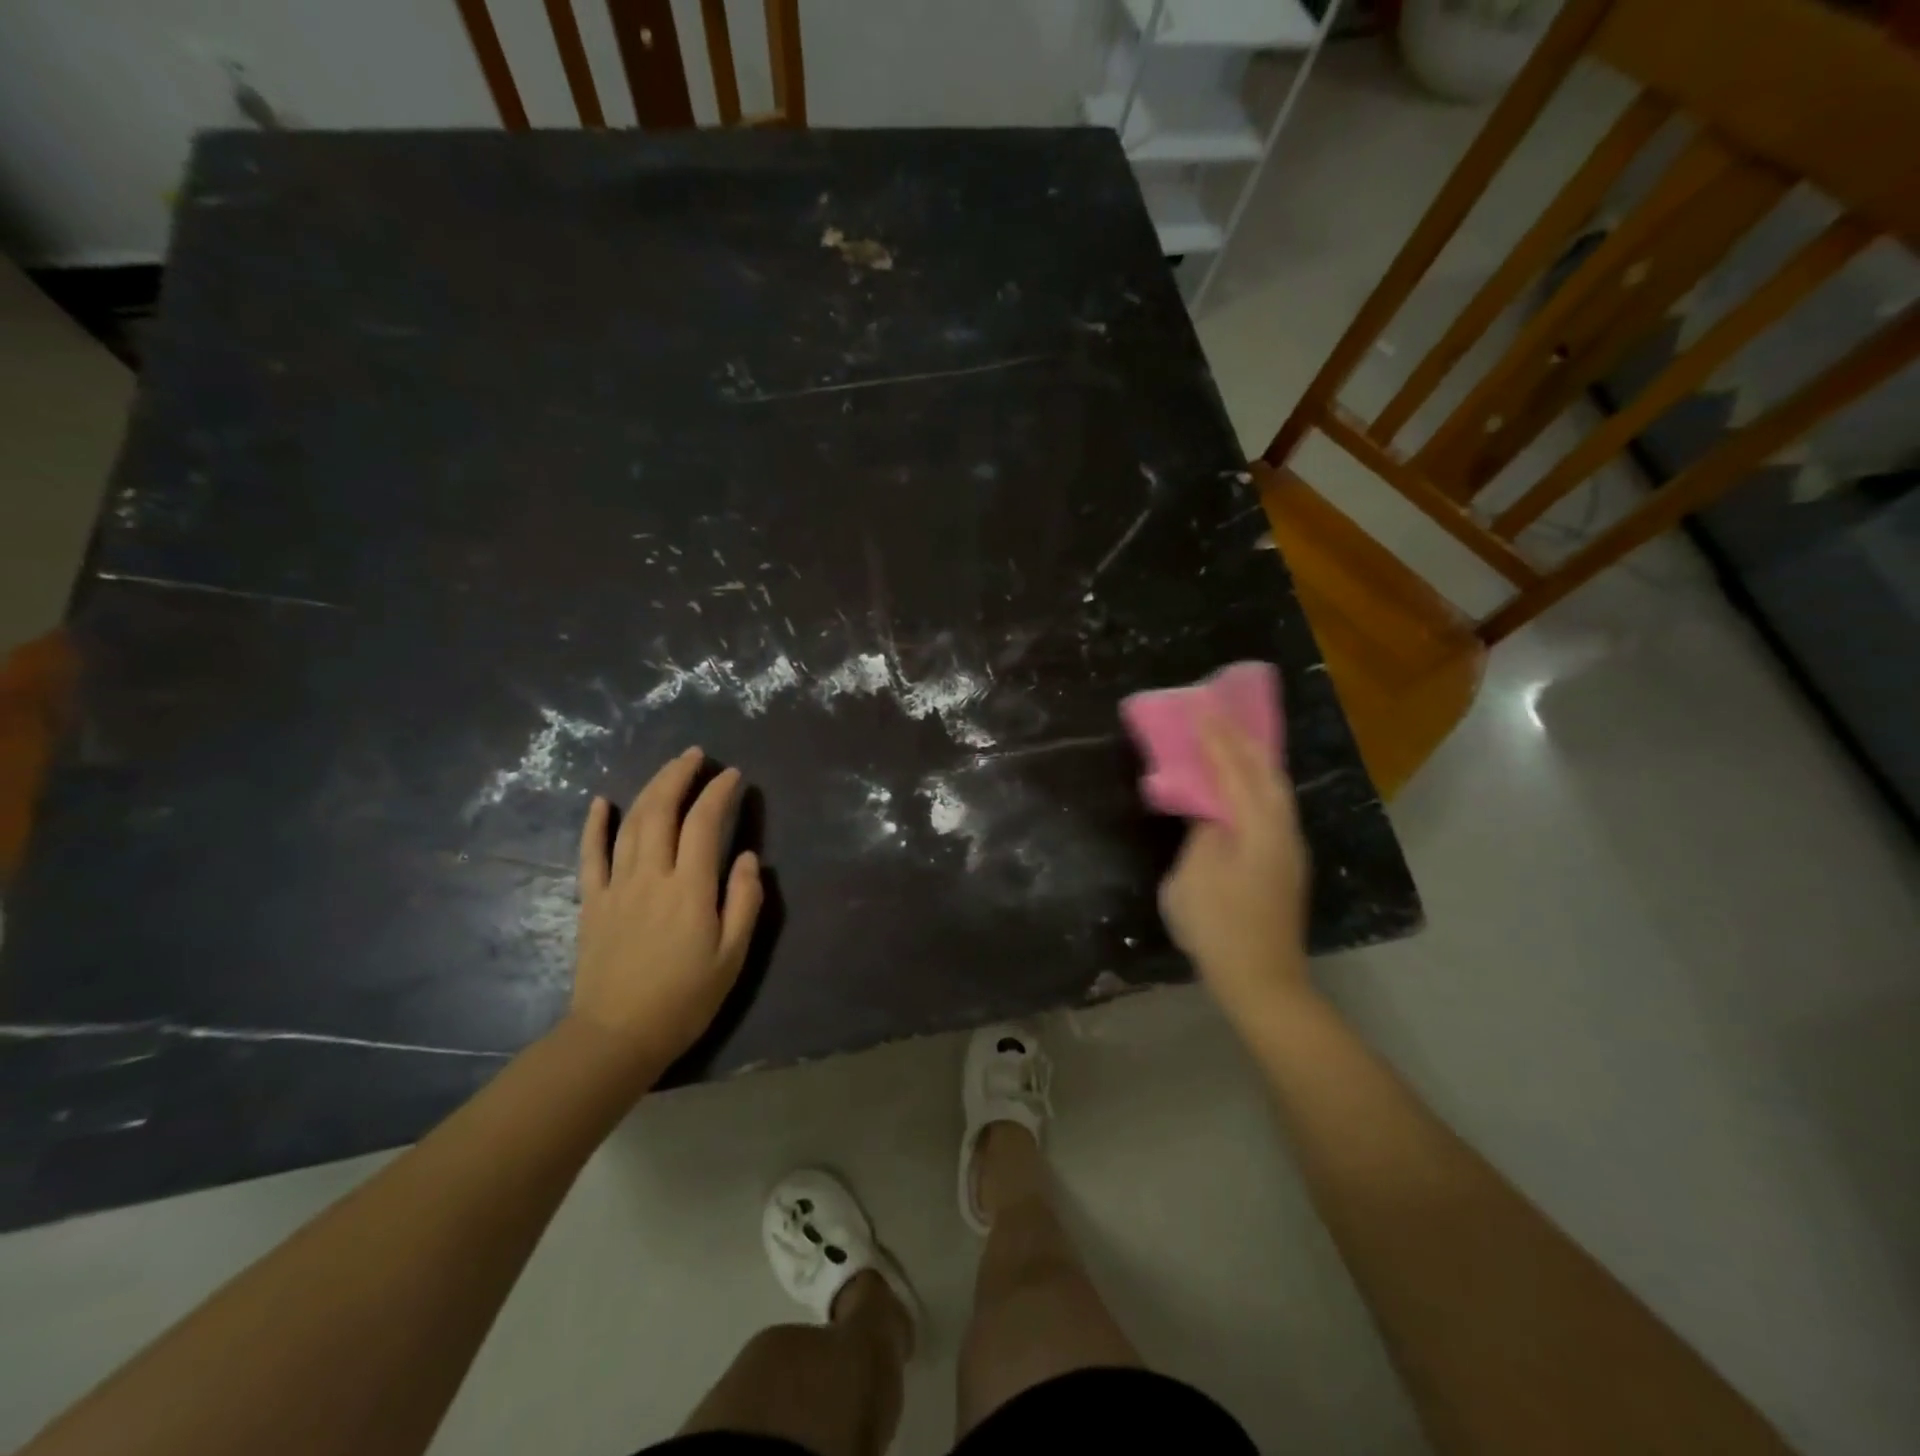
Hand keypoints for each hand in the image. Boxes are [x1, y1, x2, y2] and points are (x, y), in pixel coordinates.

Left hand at [571, 748, 763, 1070]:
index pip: (703, 824)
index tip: (733, 775)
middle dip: (679, 776)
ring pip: (630, 824)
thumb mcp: (732, 956)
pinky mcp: (592, 902)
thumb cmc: (685, 999)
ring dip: (649, 789)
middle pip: (661, 811)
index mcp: (689, 889)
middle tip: (696, 756)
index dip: (719, 793)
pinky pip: (590, 855)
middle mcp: (651, 876)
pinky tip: (600, 802)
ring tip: (668, 769)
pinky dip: (594, 825)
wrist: (617, 1036)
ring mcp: (616, 887)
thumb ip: (743, 902)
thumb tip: (746, 857)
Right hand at [1158, 714, 1312, 1026]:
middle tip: (1219, 712)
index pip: (1235, 771)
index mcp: (1258, 829)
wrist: (1261, 981)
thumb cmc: (1219, 928)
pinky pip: (1271, 808)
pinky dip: (1255, 785)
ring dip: (1252, 761)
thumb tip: (1212, 813)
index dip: (1216, 738)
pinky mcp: (1284, 866)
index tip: (1201, 707)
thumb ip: (1204, 834)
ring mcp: (1288, 850)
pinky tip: (1243, 785)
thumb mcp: (1193, 877)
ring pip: (1274, 791)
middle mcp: (1282, 831)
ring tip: (1232, 739)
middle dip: (1242, 740)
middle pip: (1265, 773)